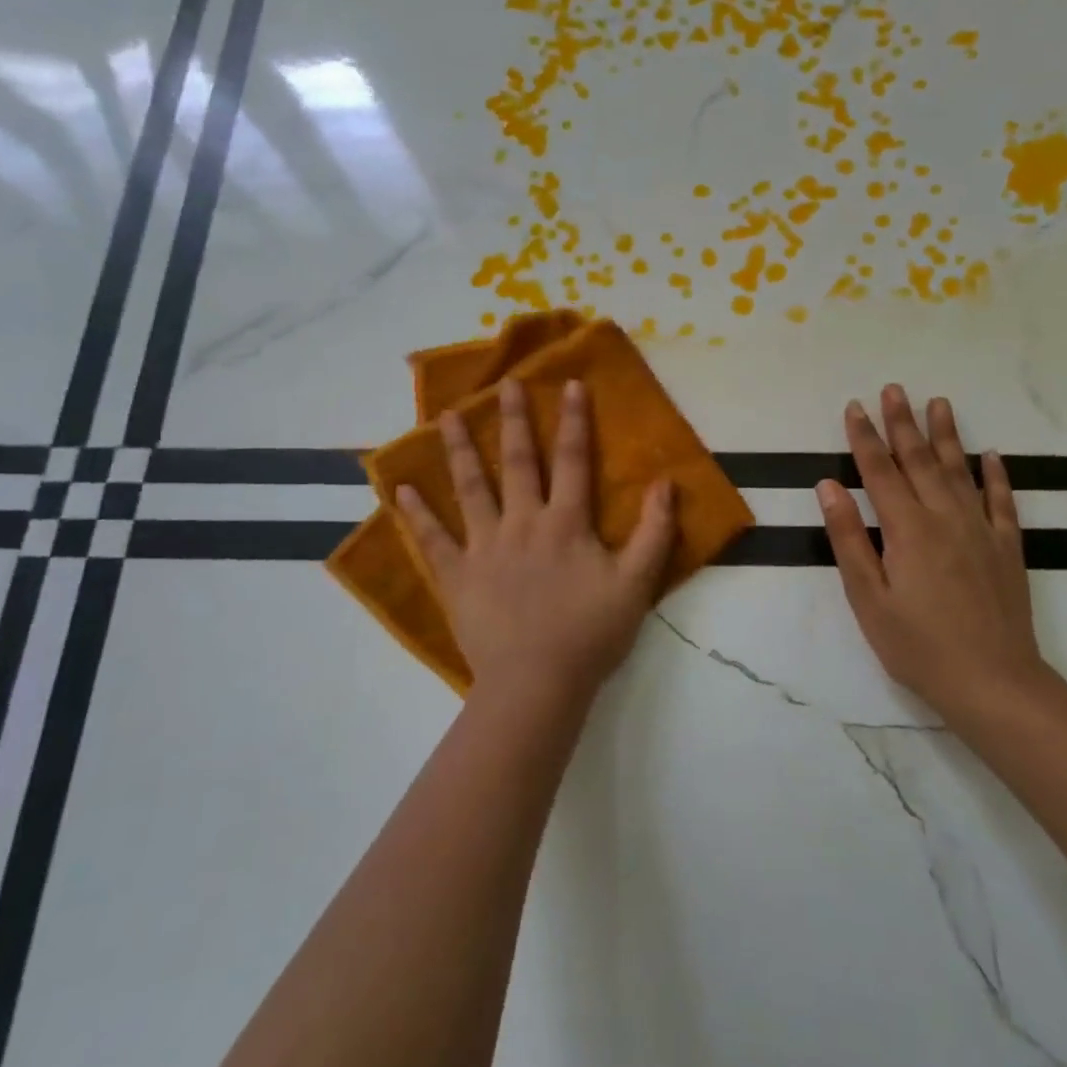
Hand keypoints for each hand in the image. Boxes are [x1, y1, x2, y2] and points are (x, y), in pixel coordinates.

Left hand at [396, 377, 676, 705]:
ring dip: (461, 450)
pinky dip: (416, 514)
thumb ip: (655, 532)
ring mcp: (485, 547)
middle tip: (504, 384)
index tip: (569, 383)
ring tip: (447, 416)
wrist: (537, 683)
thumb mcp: (637, 584)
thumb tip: (666, 483)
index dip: (574, 421)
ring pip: (472, 489)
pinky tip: (400, 489)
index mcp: (566, 523)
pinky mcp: (457, 576)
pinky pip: (433, 540)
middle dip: (515, 420)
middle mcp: (523, 523)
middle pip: (520, 463)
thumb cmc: (590, 634)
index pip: (574, 460)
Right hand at [817, 385, 1046, 730]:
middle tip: (893, 389)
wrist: (994, 684)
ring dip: (946, 435)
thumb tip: (829, 486)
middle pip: (920, 460)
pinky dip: (996, 475)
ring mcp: (981, 531)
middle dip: (902, 423)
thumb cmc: (918, 646)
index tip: (855, 406)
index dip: (865, 437)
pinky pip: (1002, 501)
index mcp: (907, 529)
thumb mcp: (868, 599)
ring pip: (960, 470)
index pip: (880, 471)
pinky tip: (992, 454)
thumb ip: (848, 539)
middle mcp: (945, 518)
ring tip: (938, 402)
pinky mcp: (1007, 548)